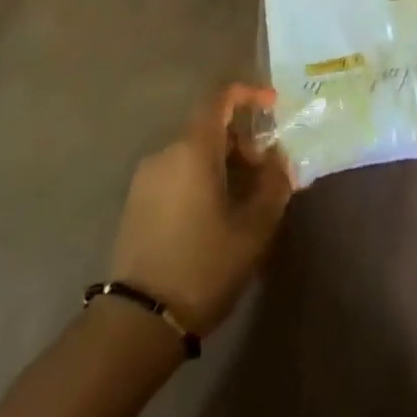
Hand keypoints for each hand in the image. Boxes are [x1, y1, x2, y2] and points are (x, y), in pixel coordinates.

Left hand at [110, 84, 292, 336]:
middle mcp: (165, 153)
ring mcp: (146, 178)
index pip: (220, 98)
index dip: (249, 94)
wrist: (138, 321)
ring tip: (245, 198)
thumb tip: (280, 159)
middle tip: (266, 171)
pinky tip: (217, 213)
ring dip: (223, 162)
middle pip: (209, 127)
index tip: (274, 106)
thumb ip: (273, 185)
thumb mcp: (253, 228)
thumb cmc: (203, 265)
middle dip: (242, 140)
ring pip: (193, 152)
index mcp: (193, 149)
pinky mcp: (136, 203)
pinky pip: (176, 173)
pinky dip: (201, 177)